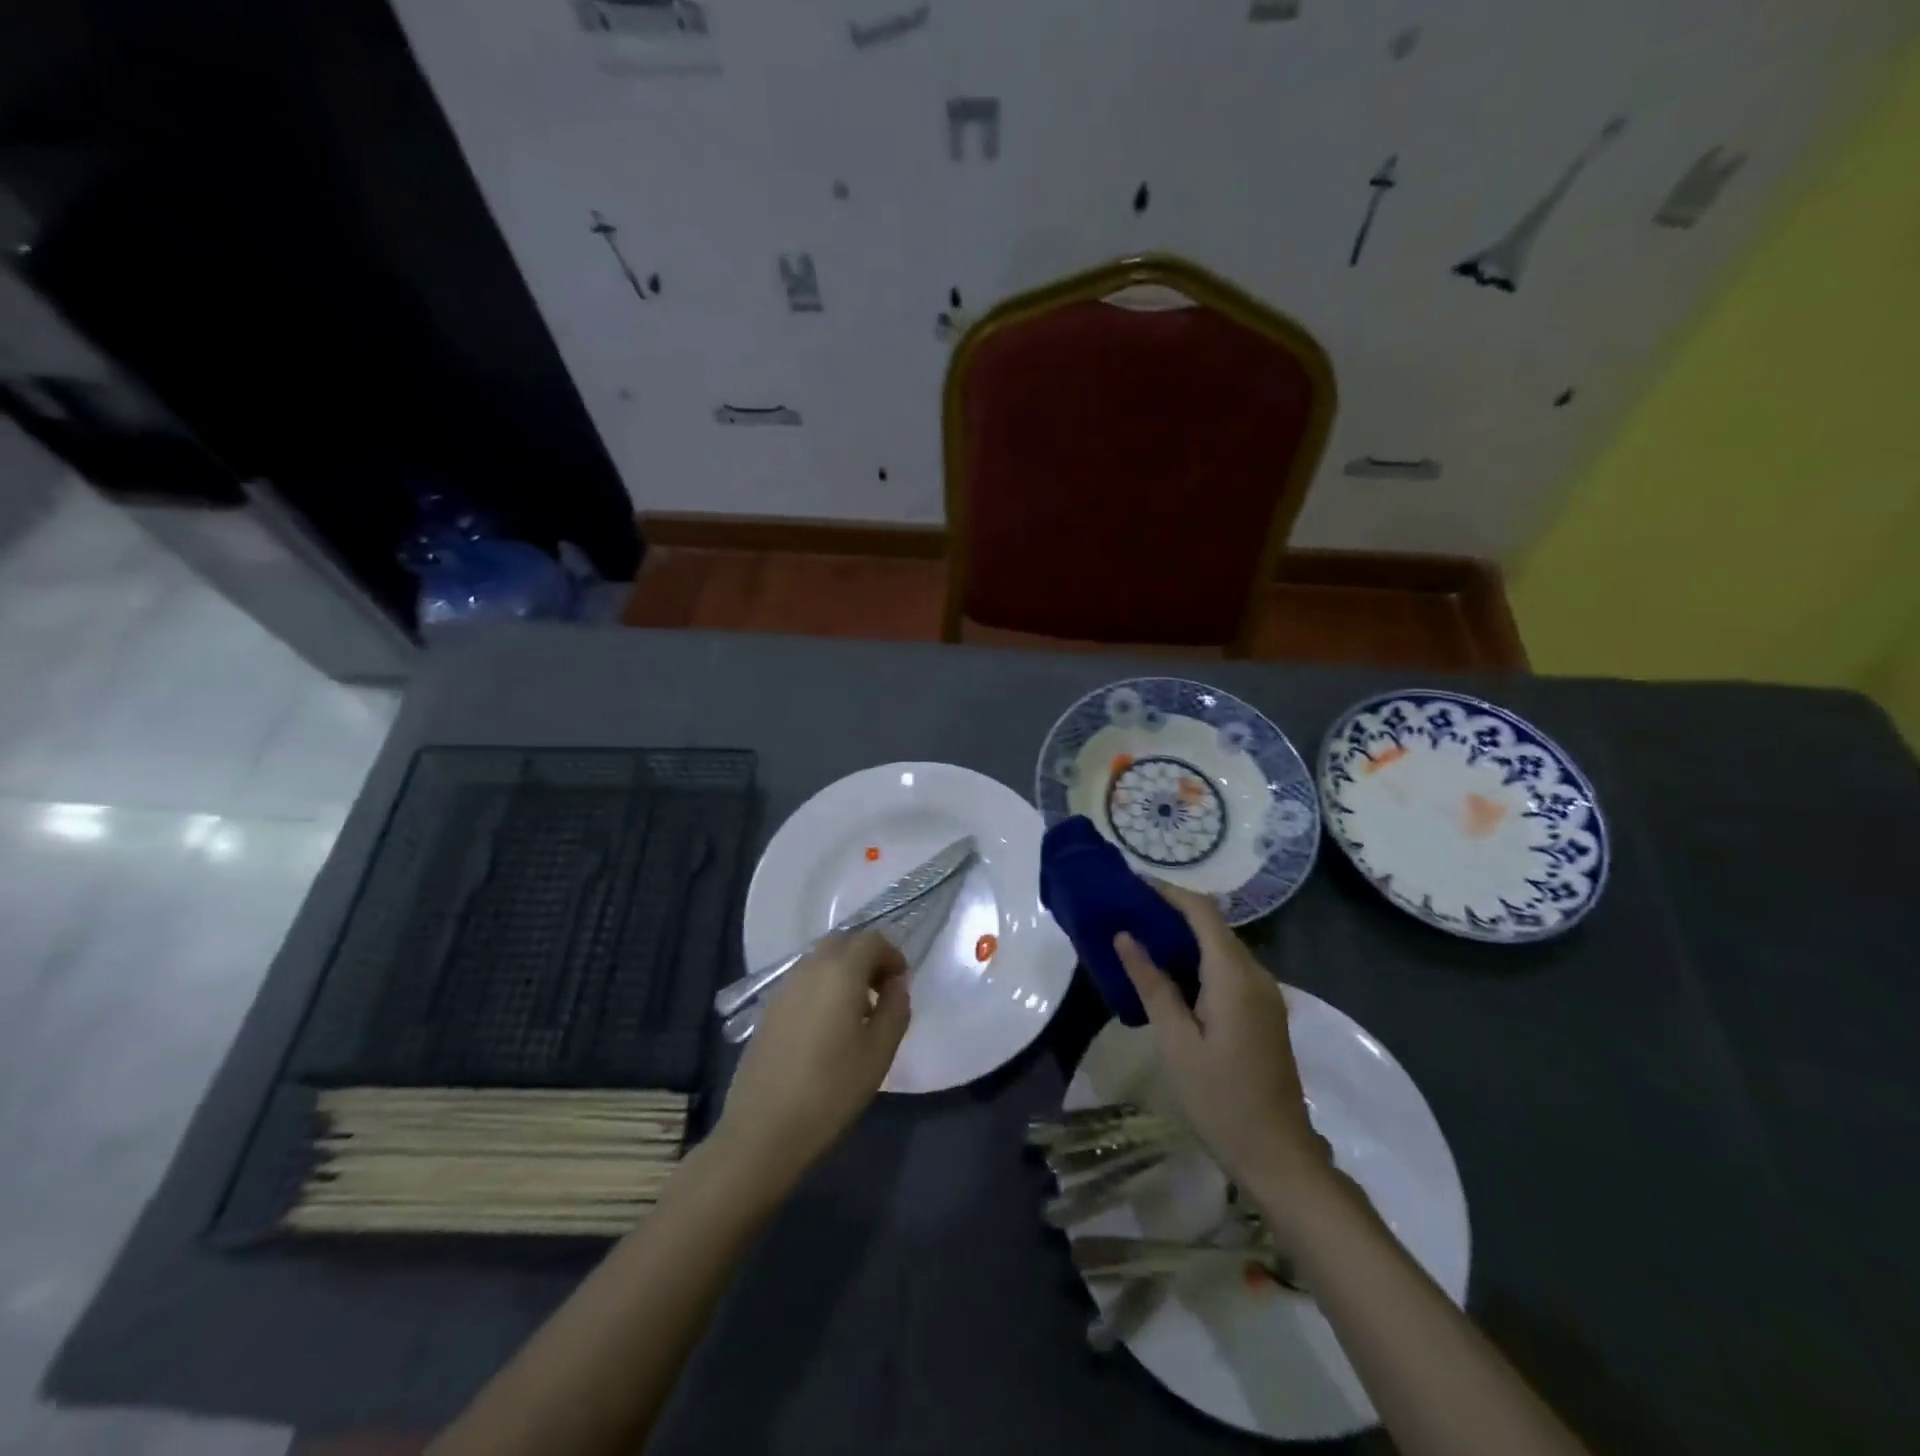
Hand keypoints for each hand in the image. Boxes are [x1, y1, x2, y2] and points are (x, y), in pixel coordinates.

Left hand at [713, 930, 908, 1190]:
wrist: (763, 1129)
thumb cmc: (831, 1089)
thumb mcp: (880, 1051)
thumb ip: (896, 1008)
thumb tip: (897, 983)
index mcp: (840, 971)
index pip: (872, 940)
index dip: (892, 956)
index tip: (901, 986)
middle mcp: (809, 967)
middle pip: (844, 943)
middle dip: (867, 959)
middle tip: (882, 994)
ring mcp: (784, 987)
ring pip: (821, 960)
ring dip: (844, 973)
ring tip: (856, 1014)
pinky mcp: (769, 1008)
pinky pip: (803, 981)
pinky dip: (822, 988)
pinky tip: (827, 1028)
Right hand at [1113, 883, 1334, 1220]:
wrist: (1279, 1156)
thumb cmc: (1220, 1100)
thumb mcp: (1176, 1043)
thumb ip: (1152, 984)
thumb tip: (1125, 936)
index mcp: (1234, 977)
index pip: (1201, 912)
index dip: (1167, 892)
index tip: (1131, 884)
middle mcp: (1256, 975)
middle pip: (1213, 925)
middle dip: (1171, 911)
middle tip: (1126, 912)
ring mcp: (1265, 994)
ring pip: (1221, 946)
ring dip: (1184, 936)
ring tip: (1140, 937)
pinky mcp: (1264, 1012)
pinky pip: (1229, 969)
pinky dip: (1198, 960)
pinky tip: (1170, 974)